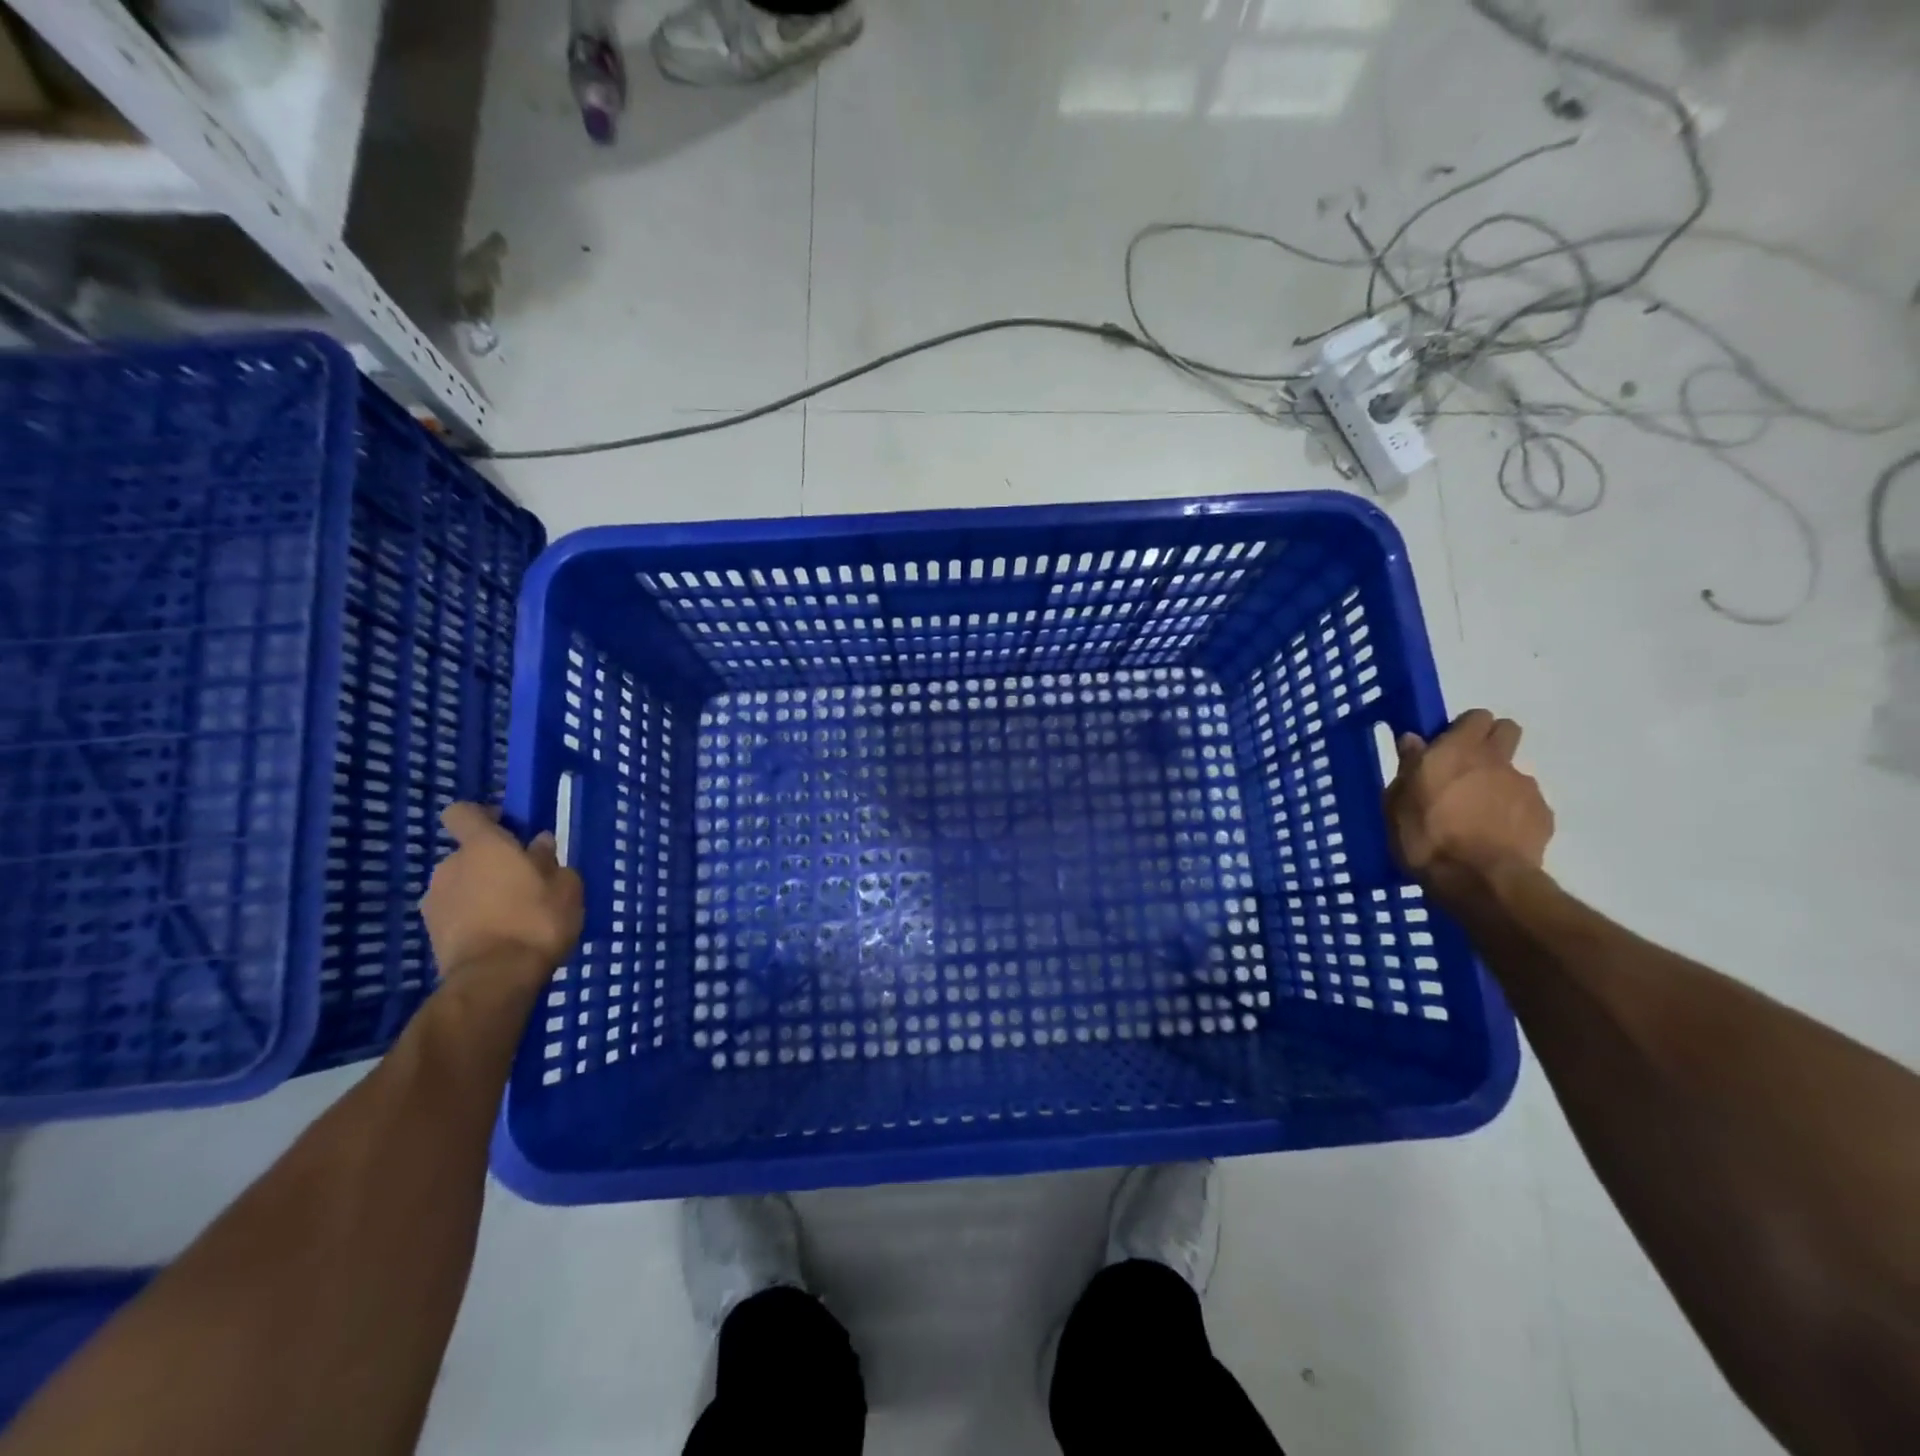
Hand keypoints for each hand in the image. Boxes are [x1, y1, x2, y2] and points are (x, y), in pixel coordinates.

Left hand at [421, 803, 583, 981]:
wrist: (495, 979)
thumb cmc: (537, 919)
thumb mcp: (565, 885)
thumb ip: (550, 860)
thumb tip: (538, 845)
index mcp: (483, 846)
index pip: (463, 812)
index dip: (482, 815)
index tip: (508, 828)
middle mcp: (450, 865)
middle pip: (469, 853)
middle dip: (492, 863)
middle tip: (524, 881)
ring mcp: (435, 900)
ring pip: (462, 884)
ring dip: (482, 892)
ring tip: (513, 914)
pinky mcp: (431, 932)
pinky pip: (456, 912)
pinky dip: (474, 918)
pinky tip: (500, 935)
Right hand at [1384, 709, 1553, 898]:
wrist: (1480, 881)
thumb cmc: (1425, 837)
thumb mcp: (1396, 802)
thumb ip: (1408, 767)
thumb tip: (1413, 741)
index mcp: (1457, 750)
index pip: (1475, 716)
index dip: (1463, 728)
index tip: (1446, 746)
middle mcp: (1496, 759)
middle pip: (1506, 731)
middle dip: (1491, 742)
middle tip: (1466, 770)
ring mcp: (1525, 787)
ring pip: (1513, 773)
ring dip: (1498, 784)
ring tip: (1478, 815)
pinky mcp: (1544, 816)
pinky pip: (1526, 805)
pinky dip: (1512, 814)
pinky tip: (1495, 836)